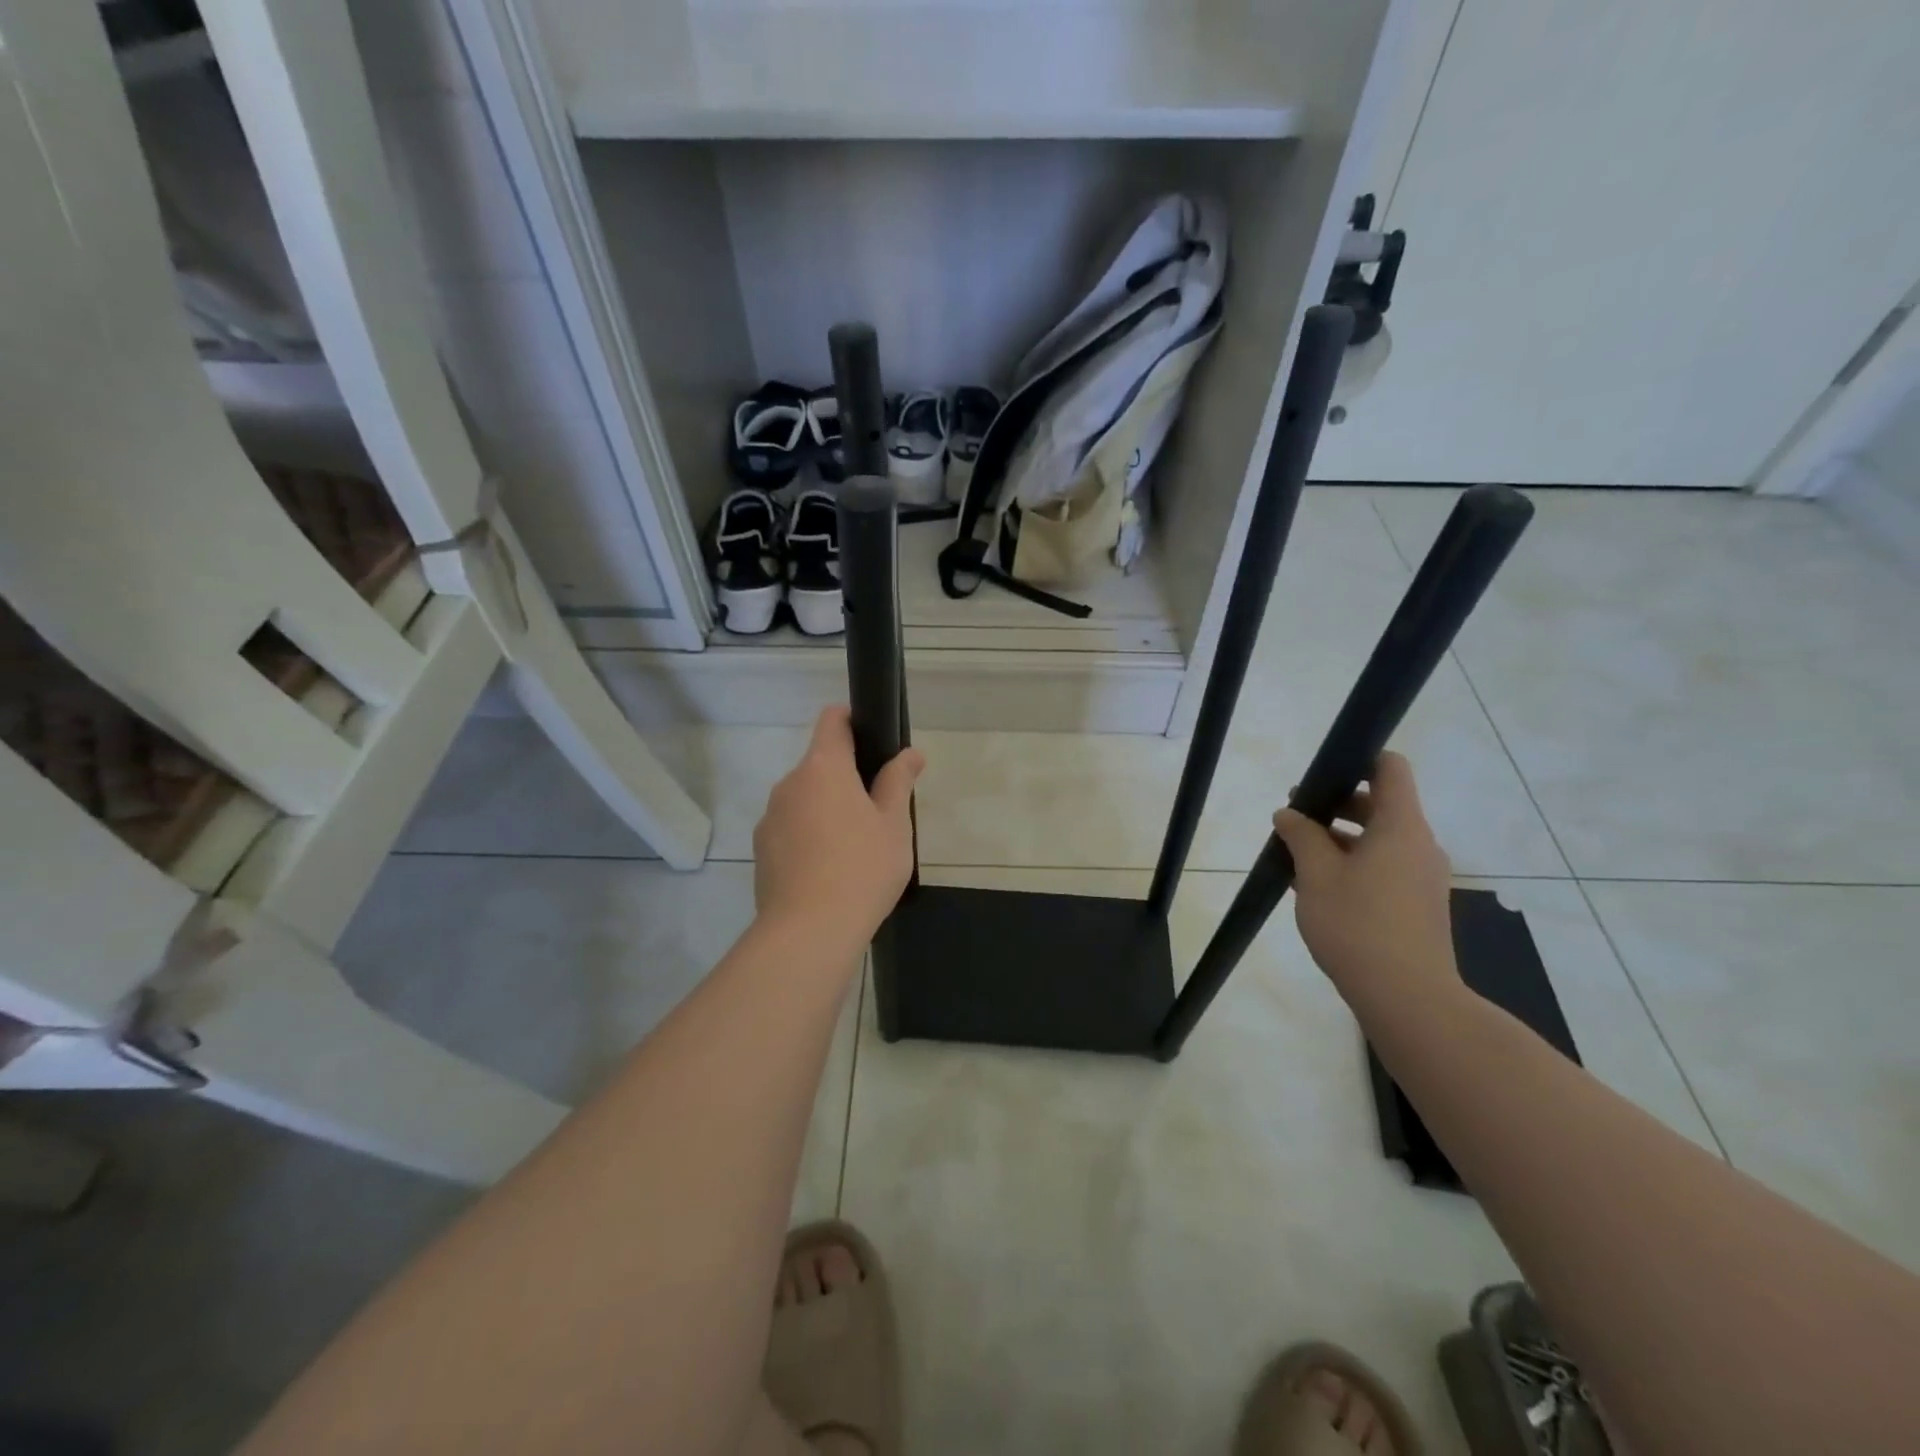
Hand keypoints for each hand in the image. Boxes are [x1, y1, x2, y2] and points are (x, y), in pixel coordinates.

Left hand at [753, 707, 924, 948]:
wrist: (809, 931)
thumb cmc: (862, 868)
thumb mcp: (894, 824)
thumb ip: (899, 782)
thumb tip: (910, 754)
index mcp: (823, 767)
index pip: (832, 721)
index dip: (852, 720)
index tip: (873, 740)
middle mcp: (789, 784)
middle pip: (819, 764)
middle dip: (845, 777)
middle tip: (877, 810)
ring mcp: (770, 818)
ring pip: (803, 799)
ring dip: (825, 809)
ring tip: (853, 846)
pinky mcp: (760, 850)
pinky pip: (790, 829)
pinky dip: (808, 836)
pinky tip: (828, 870)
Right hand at [1270, 752, 1458, 1013]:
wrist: (1408, 998)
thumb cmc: (1358, 925)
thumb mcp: (1316, 875)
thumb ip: (1301, 836)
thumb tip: (1289, 813)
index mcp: (1400, 827)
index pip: (1390, 768)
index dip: (1357, 760)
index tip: (1320, 775)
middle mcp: (1419, 844)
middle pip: (1380, 804)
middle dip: (1335, 804)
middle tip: (1293, 818)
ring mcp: (1422, 876)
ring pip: (1379, 839)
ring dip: (1340, 839)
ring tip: (1296, 855)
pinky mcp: (1418, 904)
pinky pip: (1384, 867)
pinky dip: (1353, 864)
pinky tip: (1316, 886)